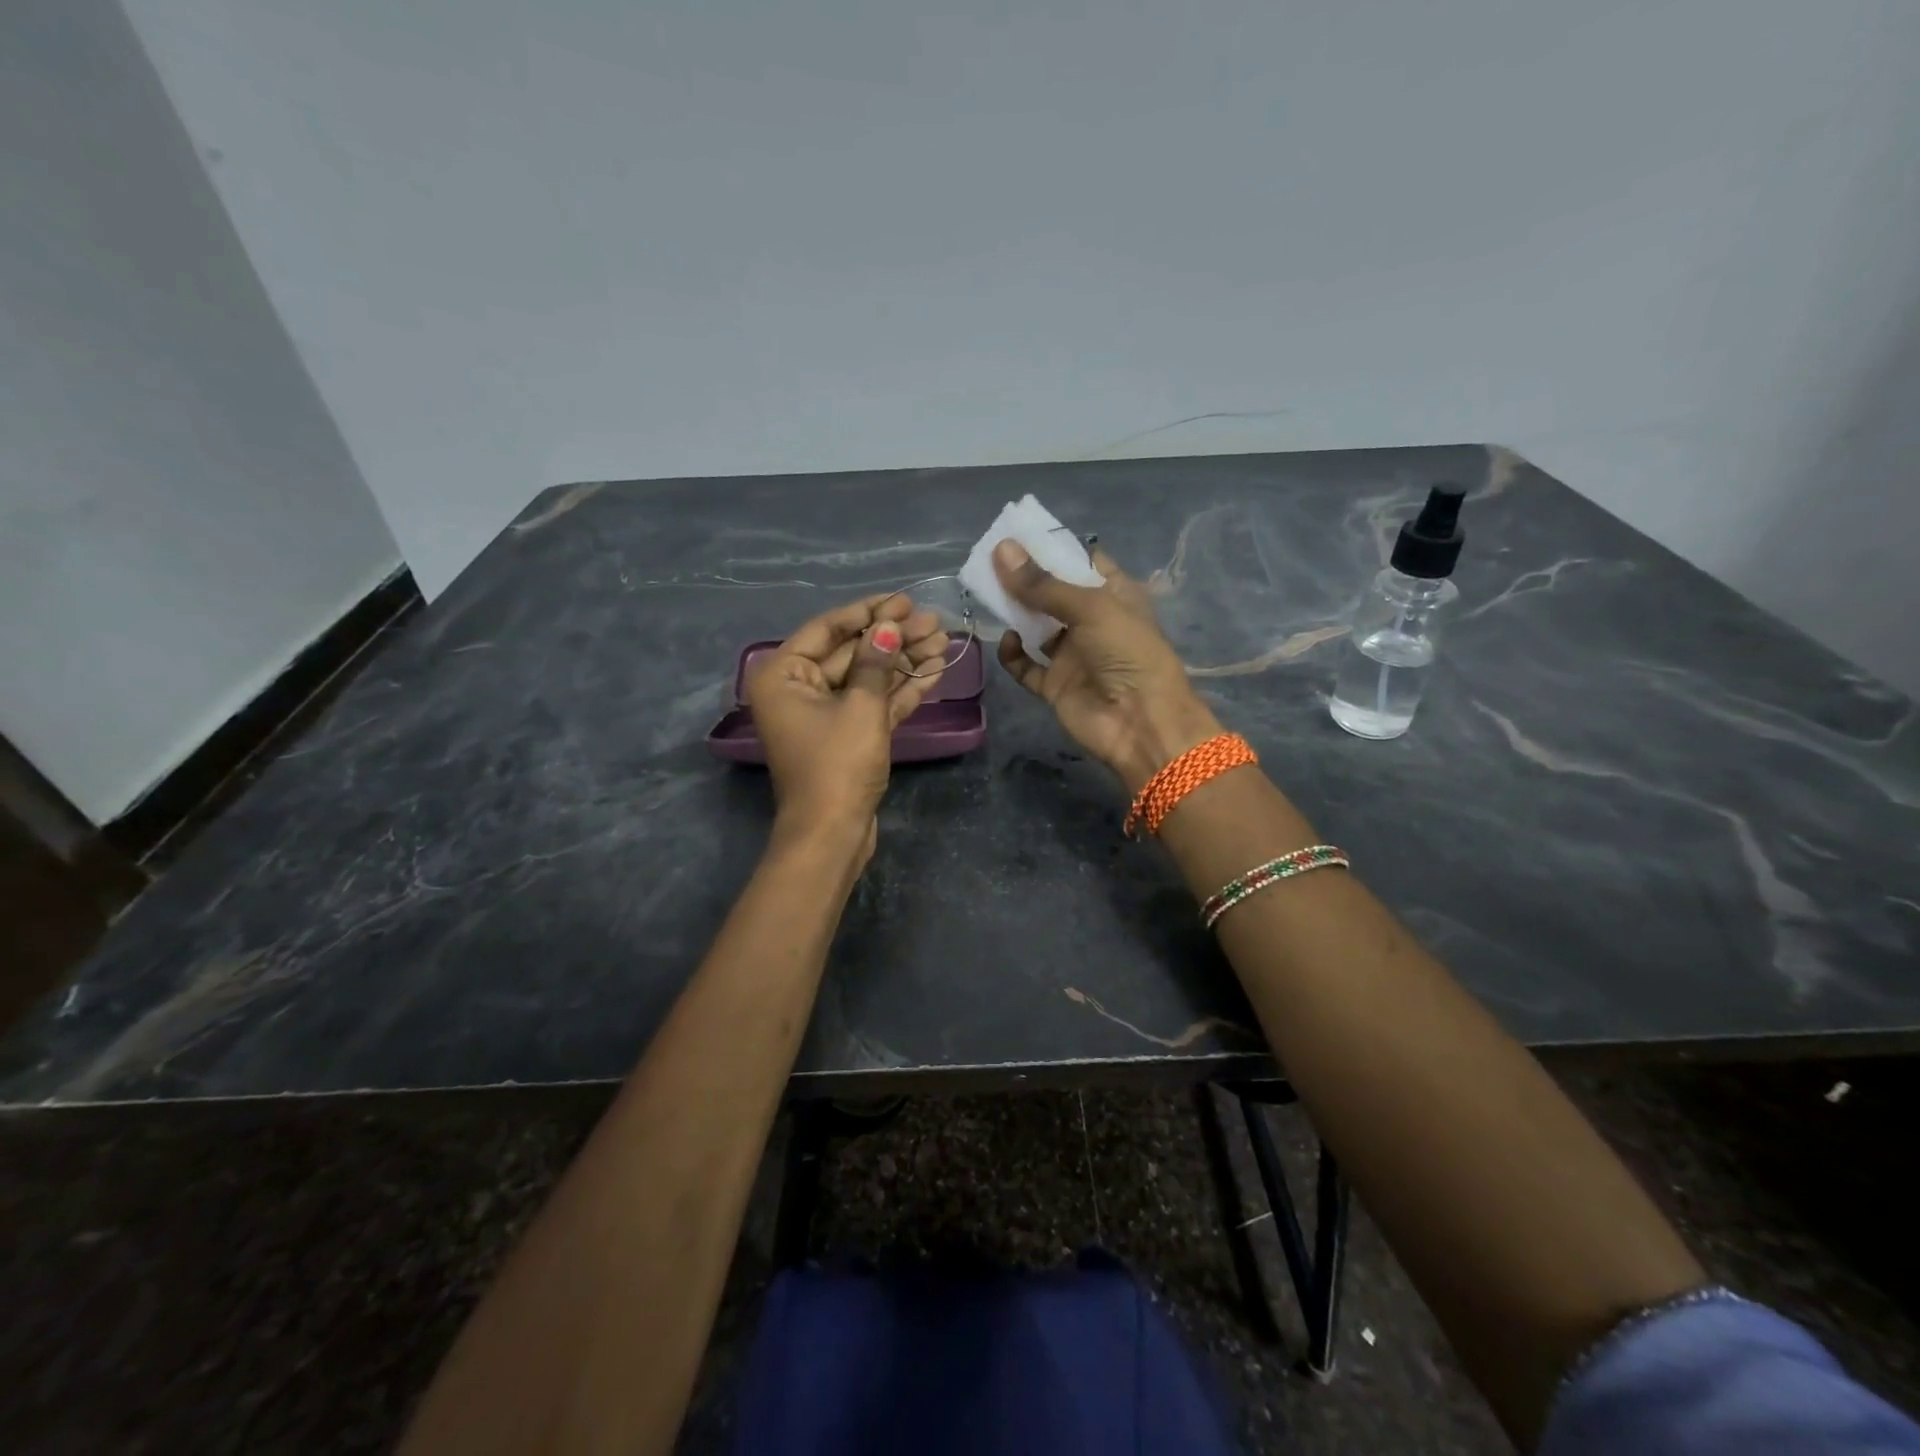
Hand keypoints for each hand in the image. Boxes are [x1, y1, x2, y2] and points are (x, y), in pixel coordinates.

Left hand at [746, 593, 948, 858]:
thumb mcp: (861, 706)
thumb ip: (876, 661)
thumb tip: (887, 625)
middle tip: (934, 621)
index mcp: (783, 674)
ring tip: (943, 642)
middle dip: (893, 638)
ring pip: (867, 678)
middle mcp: (798, 689)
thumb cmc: (838, 764)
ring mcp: (824, 715)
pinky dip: (901, 690)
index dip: (869, 612)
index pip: (828, 629)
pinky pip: (873, 704)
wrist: (832, 833)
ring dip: (904, 662)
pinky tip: (934, 672)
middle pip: (851, 653)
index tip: (904, 600)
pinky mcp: (847, 736)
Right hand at [993, 539, 1220, 791]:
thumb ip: (1042, 583)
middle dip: (1025, 578)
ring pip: (1037, 627)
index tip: (1018, 534)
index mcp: (1114, 595)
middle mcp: (1093, 622)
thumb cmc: (1127, 653)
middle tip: (991, 561)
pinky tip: (1008, 641)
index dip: (1053, 548)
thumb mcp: (1090, 607)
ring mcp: (1073, 655)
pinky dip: (1014, 654)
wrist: (1140, 723)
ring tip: (989, 593)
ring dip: (1016, 612)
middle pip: (1053, 593)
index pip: (1082, 562)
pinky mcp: (1056, 685)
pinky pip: (1027, 666)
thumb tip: (1001, 549)